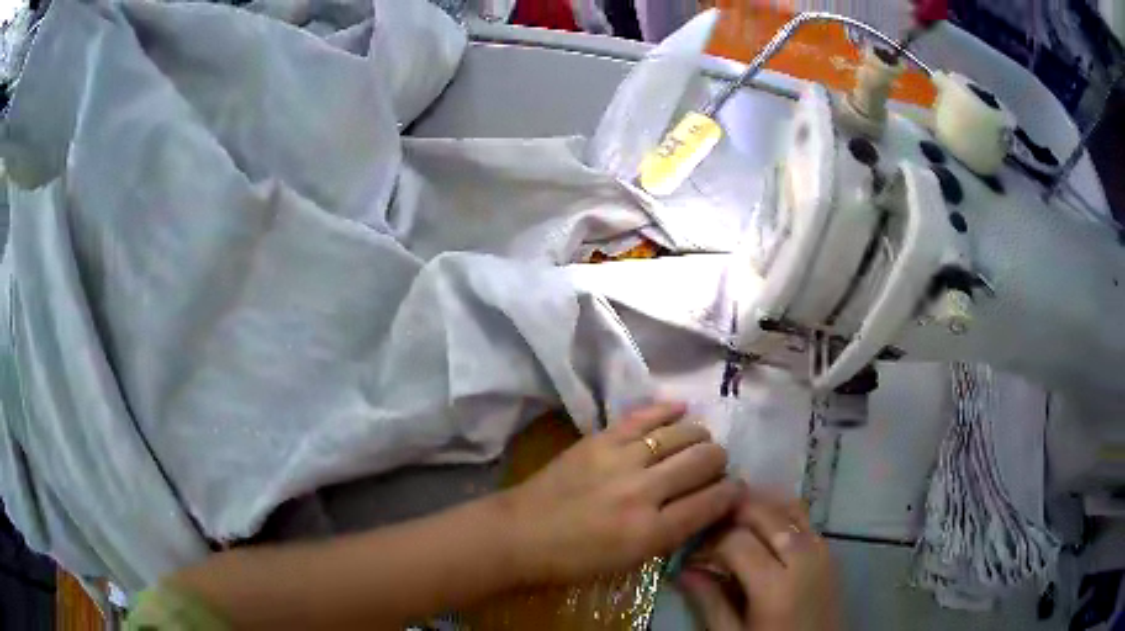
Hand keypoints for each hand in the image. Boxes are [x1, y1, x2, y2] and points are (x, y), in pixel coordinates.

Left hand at [500, 402, 738, 584]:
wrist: (519, 534)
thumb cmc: (574, 560)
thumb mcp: (630, 561)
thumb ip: (671, 533)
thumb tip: (704, 506)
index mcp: (651, 532)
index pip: (711, 502)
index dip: (733, 492)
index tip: (737, 488)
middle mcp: (643, 492)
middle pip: (704, 461)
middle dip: (719, 462)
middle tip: (714, 467)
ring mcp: (620, 460)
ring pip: (682, 434)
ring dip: (699, 436)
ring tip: (698, 442)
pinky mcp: (599, 439)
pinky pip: (644, 415)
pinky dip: (667, 410)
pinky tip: (681, 409)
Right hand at [677, 488, 840, 630]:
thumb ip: (710, 602)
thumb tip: (683, 571)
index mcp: (775, 585)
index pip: (735, 541)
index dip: (708, 541)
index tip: (690, 553)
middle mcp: (802, 558)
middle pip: (764, 514)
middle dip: (731, 513)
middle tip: (706, 526)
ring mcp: (821, 551)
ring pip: (787, 508)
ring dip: (757, 507)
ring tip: (730, 518)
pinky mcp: (829, 551)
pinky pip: (804, 519)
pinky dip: (780, 513)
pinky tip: (762, 525)